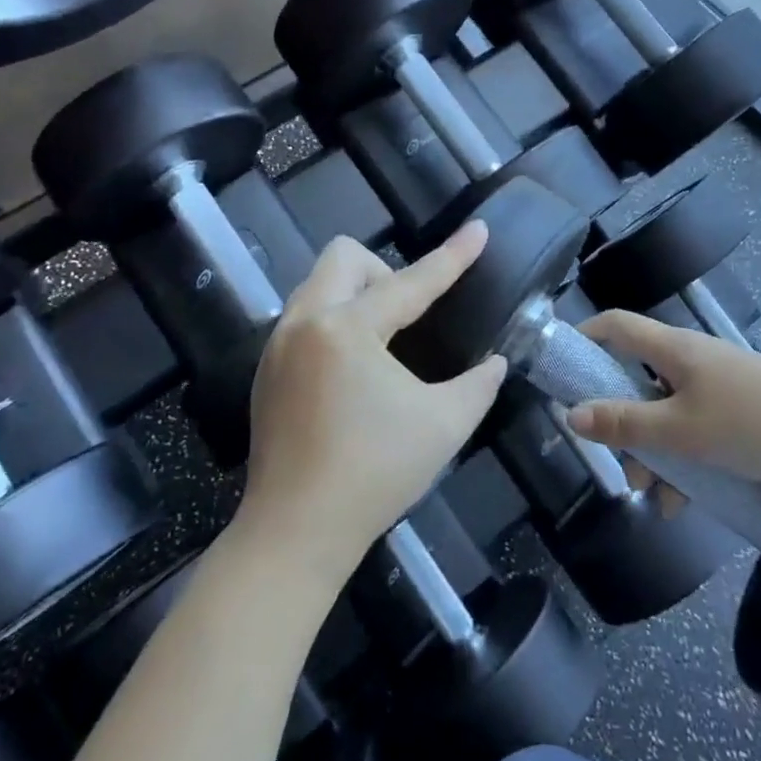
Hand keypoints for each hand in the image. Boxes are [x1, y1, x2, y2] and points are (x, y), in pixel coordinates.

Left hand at [239, 223, 507, 579]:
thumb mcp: (444, 426)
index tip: (478, 229)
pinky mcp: (266, 369)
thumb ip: (477, 384)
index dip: (452, 256)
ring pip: (319, 284)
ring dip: (356, 295)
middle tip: (408, 317)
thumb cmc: (375, 474)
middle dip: (384, 272)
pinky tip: (352, 371)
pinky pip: (304, 316)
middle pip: (344, 256)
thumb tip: (494, 363)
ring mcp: (278, 344)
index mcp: (347, 329)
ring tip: (383, 343)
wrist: (296, 531)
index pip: (411, 282)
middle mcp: (305, 321)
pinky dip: (334, 323)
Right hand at [568, 311, 760, 492]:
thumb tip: (572, 415)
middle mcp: (690, 362)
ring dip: (652, 450)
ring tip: (647, 493)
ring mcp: (716, 390)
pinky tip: (682, 504)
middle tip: (608, 453)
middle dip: (618, 418)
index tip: (560, 370)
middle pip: (636, 378)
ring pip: (666, 414)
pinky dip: (684, 463)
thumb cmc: (752, 421)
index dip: (583, 337)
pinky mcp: (739, 417)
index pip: (615, 325)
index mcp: (672, 349)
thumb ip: (625, 424)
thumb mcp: (681, 430)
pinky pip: (696, 435)